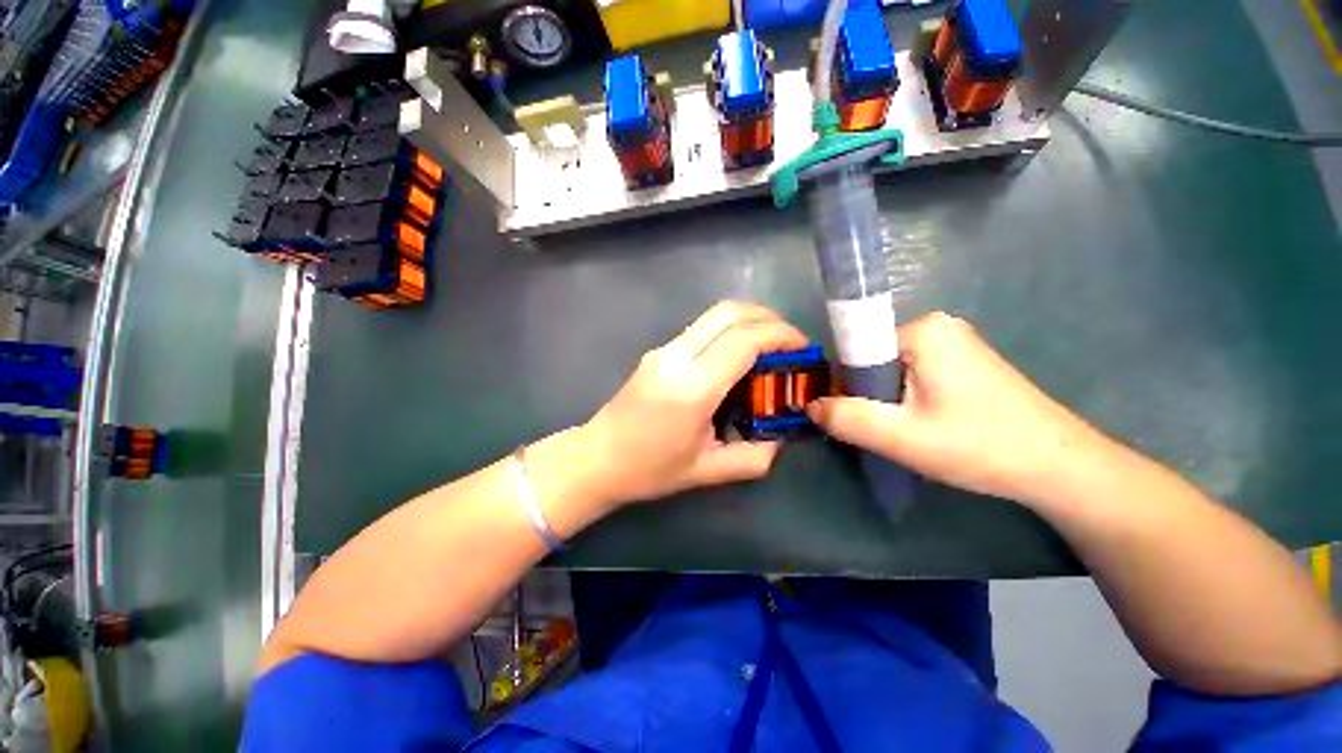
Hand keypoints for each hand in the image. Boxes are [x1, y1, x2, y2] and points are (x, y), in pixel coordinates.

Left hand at [581, 301, 807, 505]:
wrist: (596, 458)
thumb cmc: (649, 470)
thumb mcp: (708, 471)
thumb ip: (754, 456)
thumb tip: (781, 437)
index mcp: (692, 388)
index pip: (745, 340)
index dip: (781, 335)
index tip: (804, 349)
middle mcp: (676, 357)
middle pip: (730, 312)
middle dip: (769, 319)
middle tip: (791, 343)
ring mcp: (663, 349)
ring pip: (714, 314)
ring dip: (749, 321)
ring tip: (770, 347)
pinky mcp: (658, 351)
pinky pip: (702, 328)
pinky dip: (730, 331)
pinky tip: (739, 357)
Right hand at [808, 312, 1115, 508]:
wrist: (1060, 467)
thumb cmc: (979, 446)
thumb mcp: (901, 437)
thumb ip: (846, 418)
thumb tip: (809, 406)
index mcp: (921, 330)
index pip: (855, 351)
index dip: (845, 386)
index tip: (855, 419)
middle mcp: (936, 326)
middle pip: (872, 359)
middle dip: (869, 396)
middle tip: (886, 432)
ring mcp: (953, 343)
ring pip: (891, 370)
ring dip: (887, 401)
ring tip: (907, 432)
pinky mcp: (963, 361)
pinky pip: (912, 375)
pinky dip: (906, 400)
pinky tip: (924, 426)